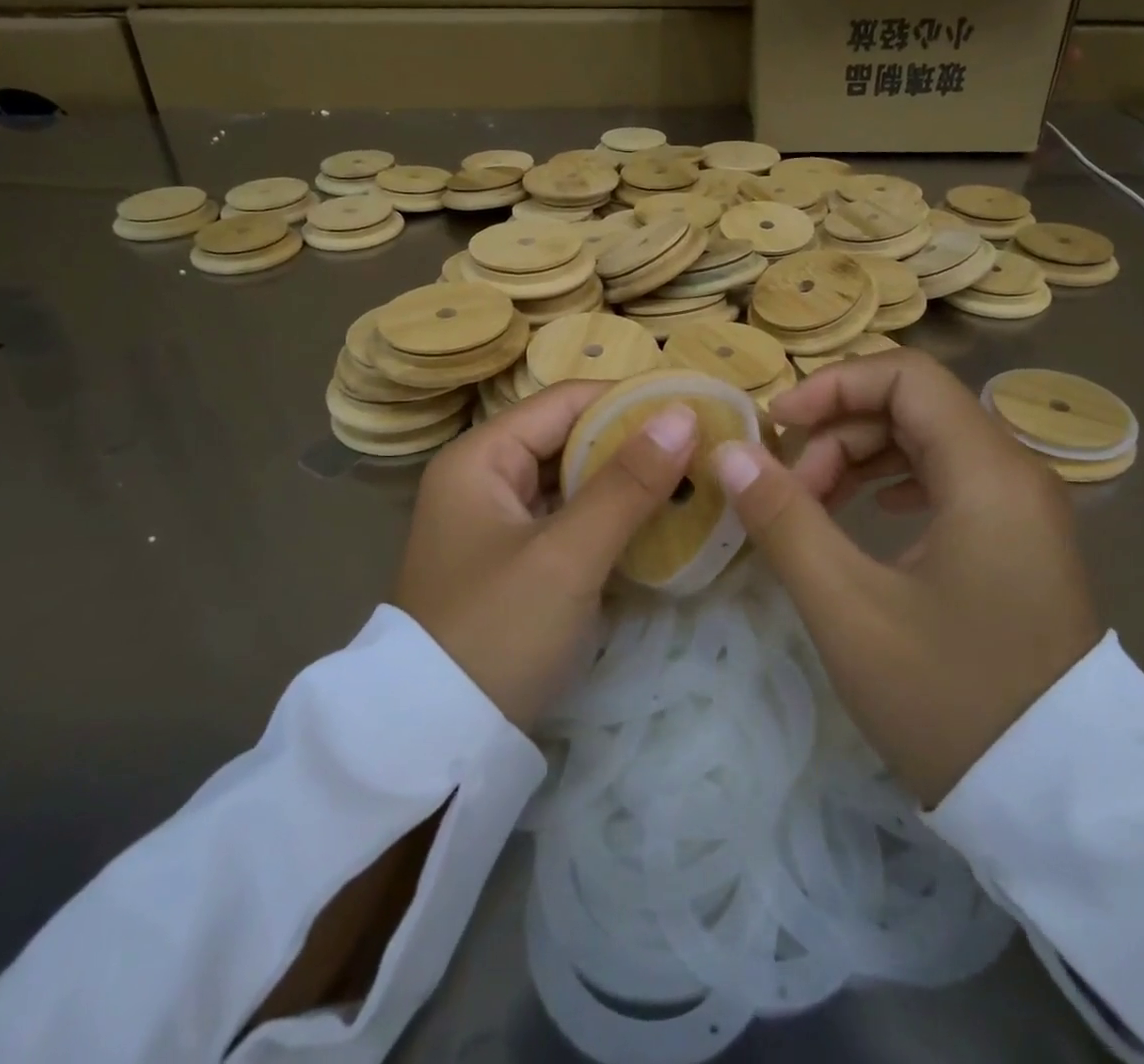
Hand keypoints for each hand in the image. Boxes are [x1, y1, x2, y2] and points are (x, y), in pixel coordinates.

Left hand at [392, 382, 697, 730]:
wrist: (439, 742)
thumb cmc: (498, 633)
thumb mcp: (566, 556)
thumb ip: (626, 484)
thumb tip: (684, 415)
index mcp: (480, 457)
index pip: (566, 401)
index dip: (630, 400)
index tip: (695, 408)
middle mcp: (484, 477)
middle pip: (570, 438)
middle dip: (634, 443)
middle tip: (704, 448)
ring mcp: (498, 521)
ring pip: (573, 480)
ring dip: (627, 481)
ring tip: (693, 479)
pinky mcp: (515, 559)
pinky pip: (570, 518)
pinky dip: (610, 517)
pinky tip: (657, 522)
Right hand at [711, 350, 1101, 806]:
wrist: (1057, 802)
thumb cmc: (948, 697)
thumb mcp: (847, 607)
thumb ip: (784, 519)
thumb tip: (729, 454)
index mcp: (987, 473)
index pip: (906, 376)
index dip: (833, 386)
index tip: (778, 426)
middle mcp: (1015, 473)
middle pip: (914, 406)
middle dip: (839, 431)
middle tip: (790, 490)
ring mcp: (1022, 508)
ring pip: (929, 443)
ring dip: (862, 458)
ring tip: (814, 506)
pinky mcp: (1018, 541)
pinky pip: (949, 481)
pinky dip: (895, 482)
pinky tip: (870, 513)